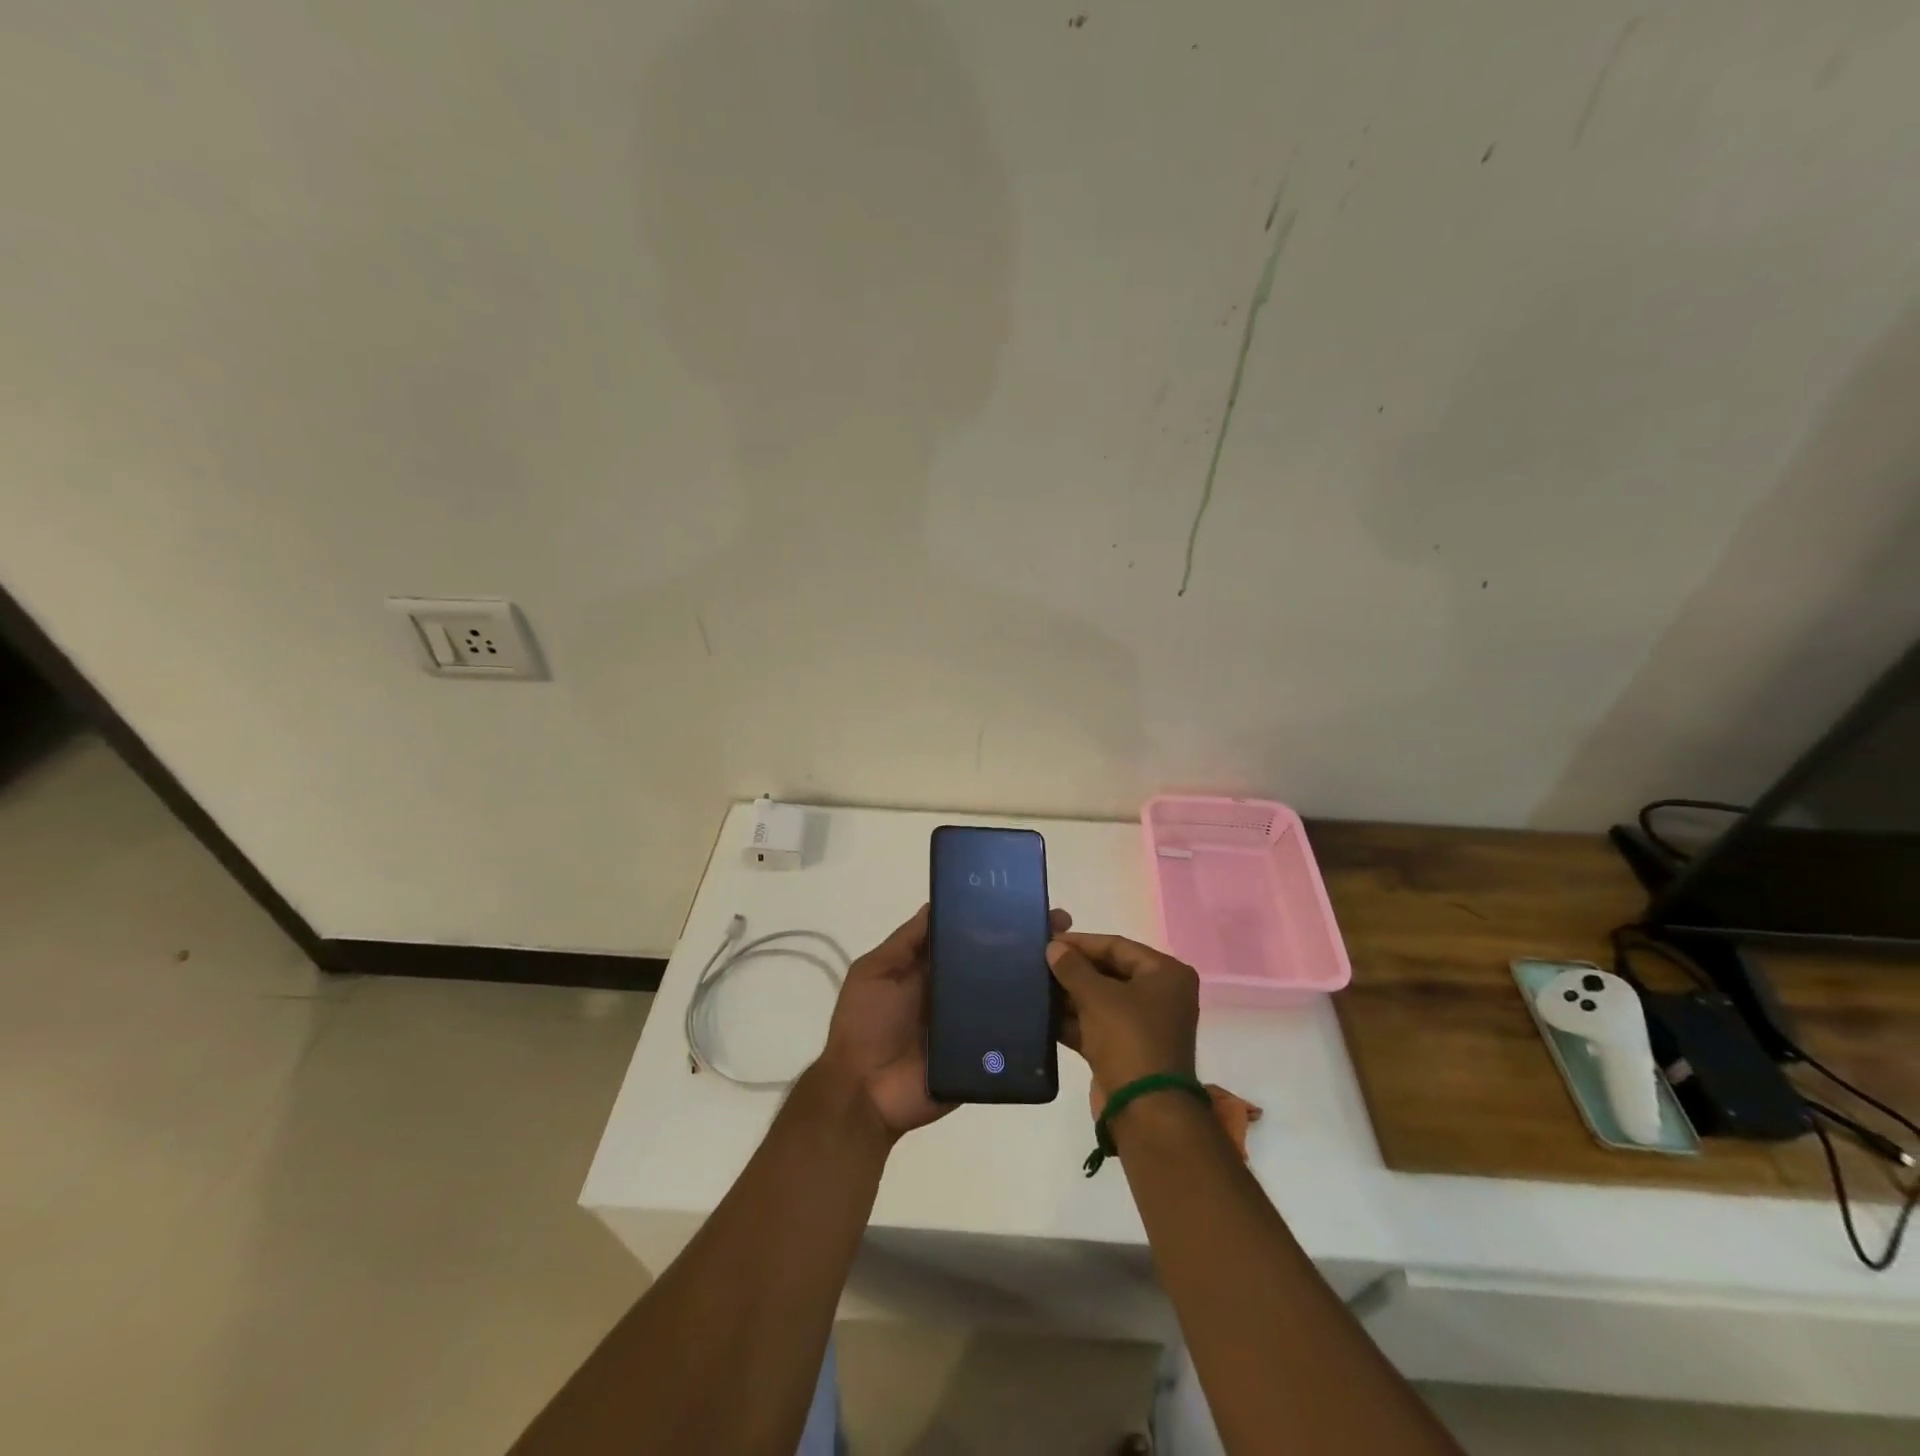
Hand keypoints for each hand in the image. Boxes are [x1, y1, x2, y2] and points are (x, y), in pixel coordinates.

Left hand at [819, 903, 1072, 1140]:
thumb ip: (906, 942)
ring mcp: (975, 1024)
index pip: (971, 935)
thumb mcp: (876, 972)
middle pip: (997, 961)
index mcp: (934, 967)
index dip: (995, 918)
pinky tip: (1064, 1004)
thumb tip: (937, 903)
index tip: (1027, 900)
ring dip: (1039, 979)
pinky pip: (1016, 1036)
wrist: (864, 1093)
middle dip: (1028, 943)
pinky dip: (1037, 1023)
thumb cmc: (866, 1024)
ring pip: (1012, 995)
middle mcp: (958, 991)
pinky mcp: (987, 1056)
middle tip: (1062, 927)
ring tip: (1069, 960)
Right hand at [1046, 933, 1199, 1106]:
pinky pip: (1097, 1026)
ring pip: (1101, 1001)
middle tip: (1038, 964)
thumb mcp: (1098, 997)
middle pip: (1109, 972)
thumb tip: (1053, 947)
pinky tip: (1043, 1016)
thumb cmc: (1129, 1039)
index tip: (1048, 941)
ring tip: (1035, 987)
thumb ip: (1073, 968)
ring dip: (1070, 996)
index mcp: (1165, 974)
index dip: (1081, 942)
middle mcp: (1160, 995)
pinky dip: (1073, 1021)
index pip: (1117, 946)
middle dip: (1074, 970)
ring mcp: (1144, 1025)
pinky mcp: (1127, 1050)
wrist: (1146, 1111)